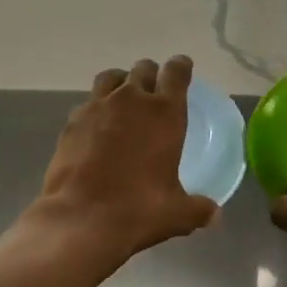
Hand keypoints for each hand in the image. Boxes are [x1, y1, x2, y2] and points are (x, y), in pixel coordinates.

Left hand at [30, 56, 219, 266]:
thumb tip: (215, 216)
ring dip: (121, 82)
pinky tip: (97, 127)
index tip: (182, 68)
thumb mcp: (177, 214)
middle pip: (143, 69)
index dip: (181, 67)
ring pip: (111, 77)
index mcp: (164, 113)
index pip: (176, 72)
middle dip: (151, 75)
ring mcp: (97, 107)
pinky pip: (87, 103)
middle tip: (153, 90)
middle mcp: (131, 100)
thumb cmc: (138, 210)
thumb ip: (198, 209)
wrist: (81, 219)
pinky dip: (96, 108)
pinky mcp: (72, 122)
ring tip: (123, 99)